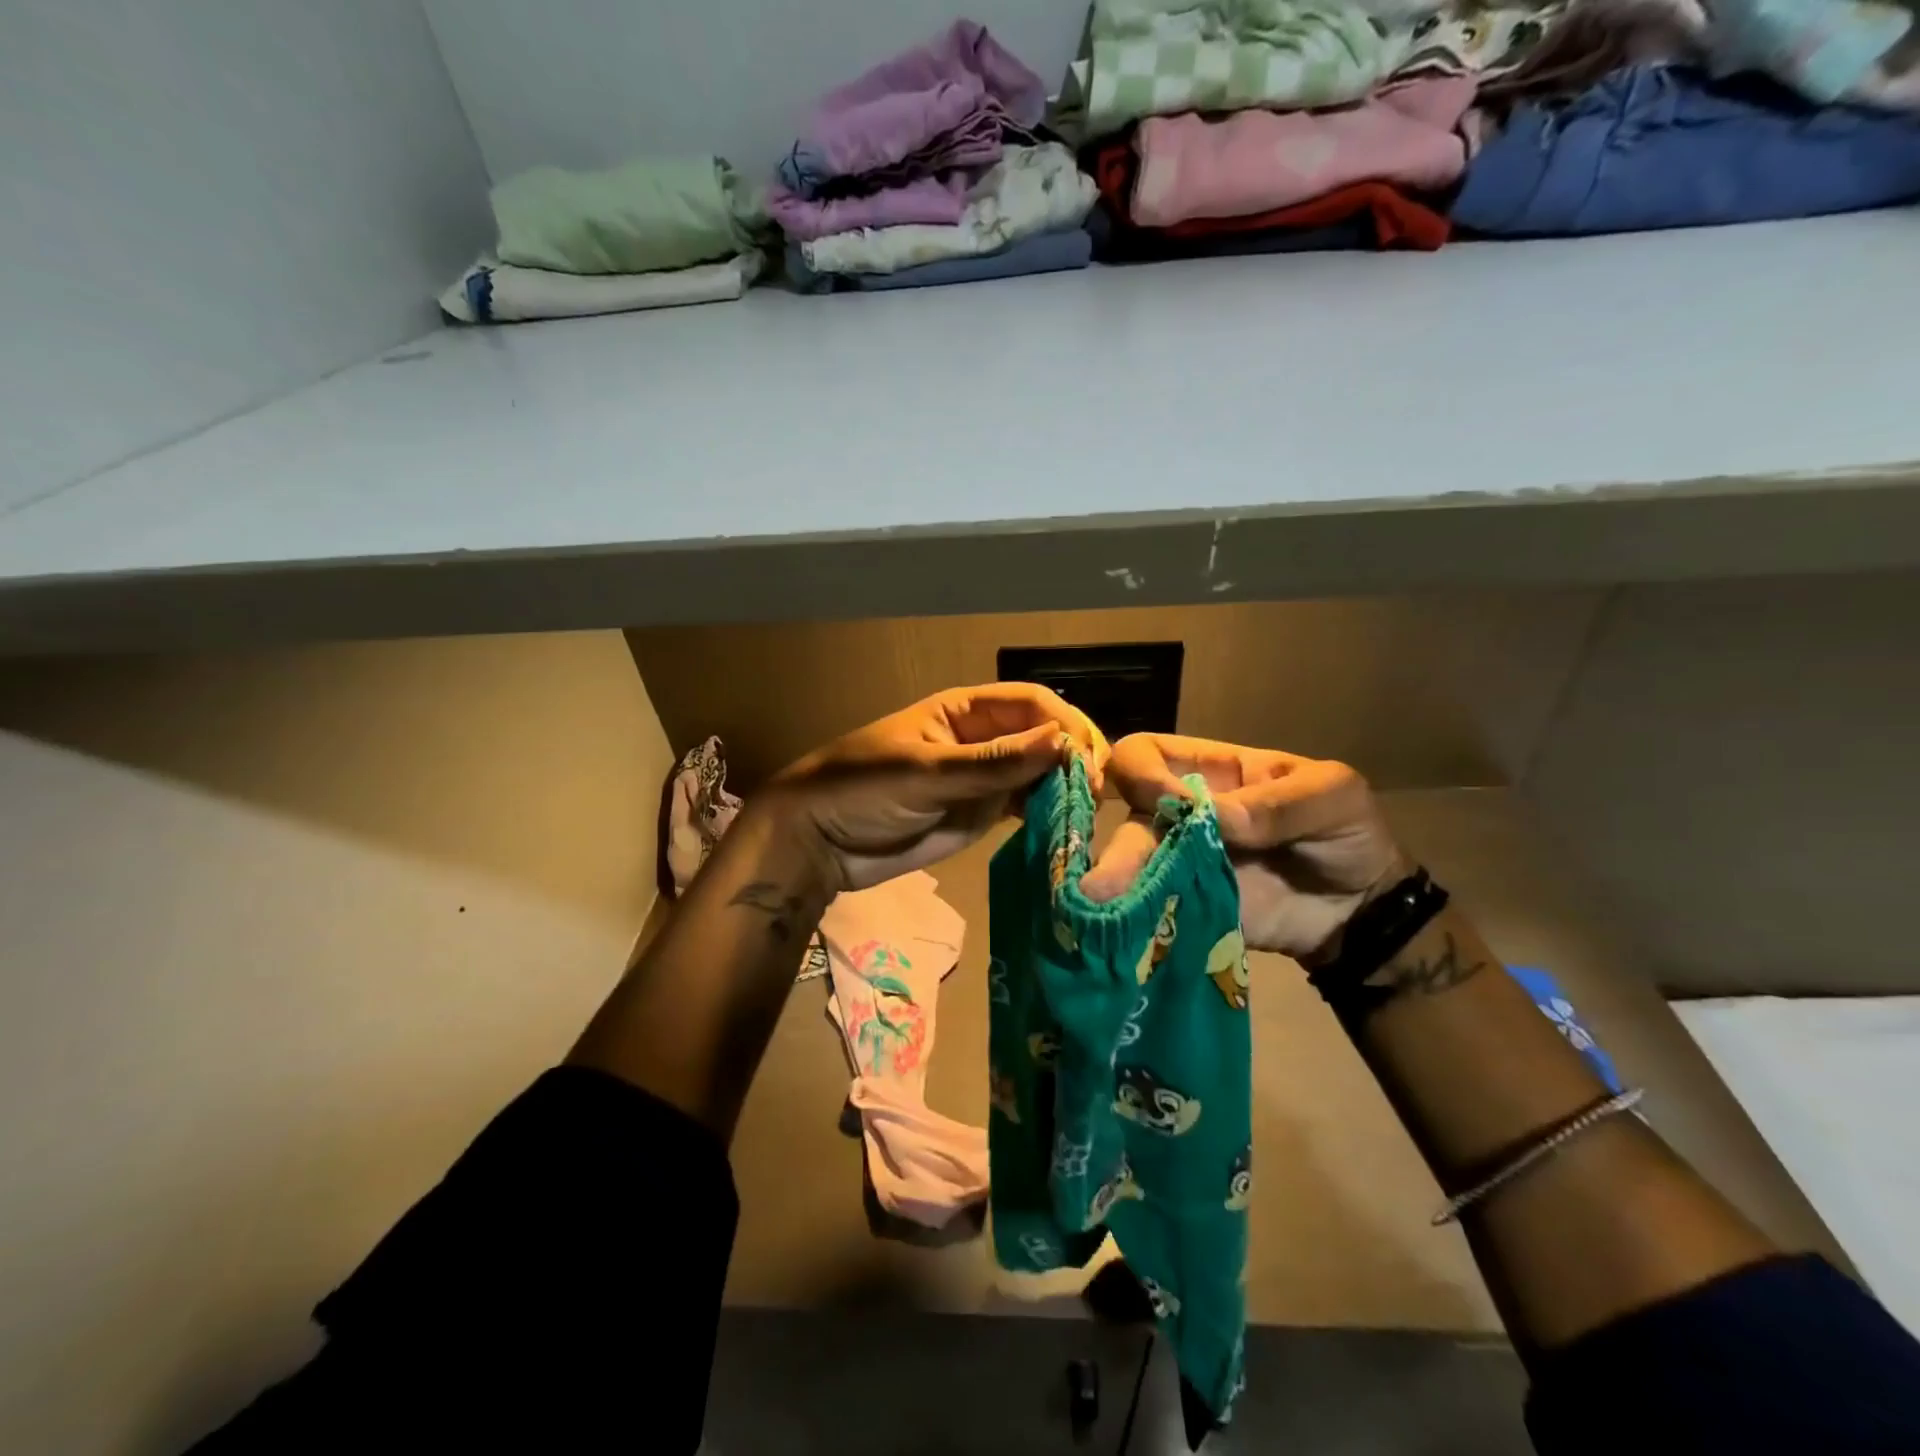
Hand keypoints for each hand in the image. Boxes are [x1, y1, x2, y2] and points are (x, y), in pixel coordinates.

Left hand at [769, 683, 1109, 891]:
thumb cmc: (862, 787)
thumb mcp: (926, 771)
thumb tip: (1063, 741)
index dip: (1066, 723)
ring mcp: (983, 778)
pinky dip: (1048, 814)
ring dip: (1067, 786)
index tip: (1089, 758)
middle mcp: (982, 739)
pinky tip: (1070, 826)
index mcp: (965, 710)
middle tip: (1101, 790)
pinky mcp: (980, 814)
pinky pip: (1024, 807)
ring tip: (1094, 810)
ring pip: (1039, 773)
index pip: (1031, 703)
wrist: (819, 840)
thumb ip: (993, 763)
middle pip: (1043, 737)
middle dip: (1074, 755)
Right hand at [1087, 734, 1407, 958]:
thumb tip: (1221, 820)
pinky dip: (1139, 920)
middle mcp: (1180, 815)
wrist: (1363, 911)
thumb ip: (1281, 803)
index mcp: (1208, 772)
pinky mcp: (1188, 909)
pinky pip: (1153, 910)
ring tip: (1102, 910)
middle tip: (1102, 886)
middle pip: (1128, 816)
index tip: (1169, 802)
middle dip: (1118, 847)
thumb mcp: (1333, 796)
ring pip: (1131, 867)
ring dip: (1117, 886)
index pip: (1145, 754)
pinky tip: (1127, 933)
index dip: (1142, 771)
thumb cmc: (1346, 834)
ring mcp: (1181, 864)